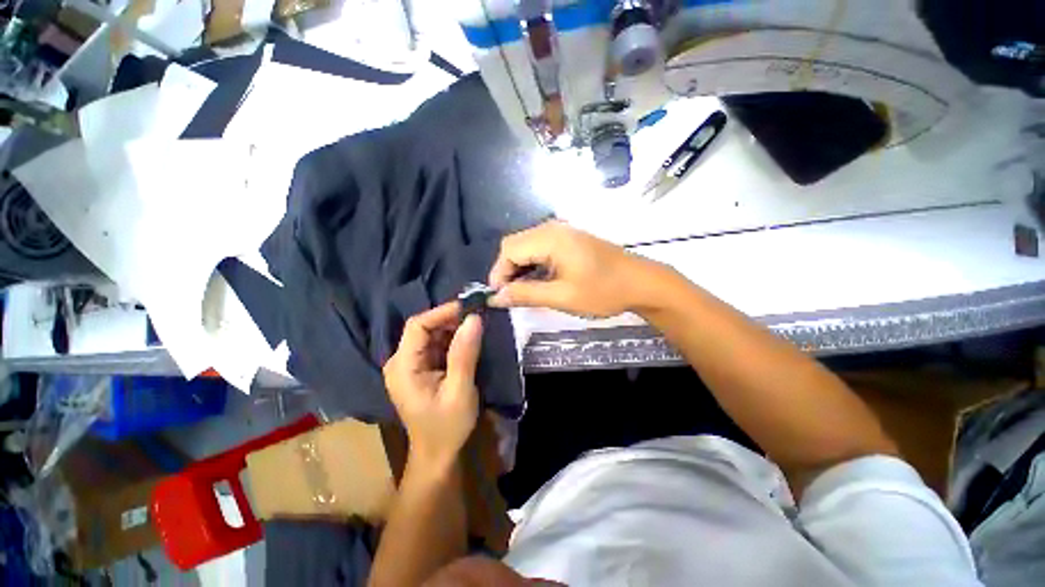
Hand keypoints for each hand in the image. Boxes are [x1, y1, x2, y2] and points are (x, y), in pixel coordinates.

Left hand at [383, 302, 482, 469]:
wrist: (437, 455)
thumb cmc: (447, 427)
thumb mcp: (460, 390)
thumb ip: (465, 354)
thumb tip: (474, 318)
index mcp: (403, 367)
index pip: (417, 326)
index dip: (442, 312)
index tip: (470, 306)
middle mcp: (401, 362)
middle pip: (424, 328)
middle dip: (451, 319)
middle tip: (479, 314)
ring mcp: (410, 365)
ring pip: (432, 335)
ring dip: (454, 328)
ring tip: (478, 324)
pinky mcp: (421, 369)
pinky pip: (436, 346)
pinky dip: (454, 339)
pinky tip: (470, 339)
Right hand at [488, 221, 654, 317]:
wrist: (641, 283)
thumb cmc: (603, 291)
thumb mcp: (562, 296)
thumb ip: (525, 294)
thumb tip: (495, 298)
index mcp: (550, 238)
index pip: (509, 249)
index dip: (498, 273)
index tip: (499, 297)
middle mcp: (552, 228)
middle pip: (515, 245)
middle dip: (507, 271)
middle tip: (511, 297)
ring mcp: (562, 232)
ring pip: (527, 247)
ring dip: (520, 269)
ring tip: (523, 292)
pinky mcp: (569, 239)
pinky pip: (540, 249)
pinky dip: (533, 265)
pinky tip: (538, 282)